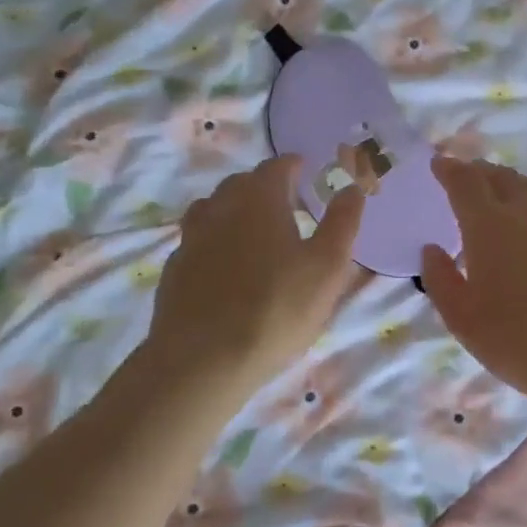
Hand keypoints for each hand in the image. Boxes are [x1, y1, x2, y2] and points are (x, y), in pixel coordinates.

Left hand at [146, 156, 366, 393]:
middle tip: (287, 204)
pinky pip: (197, 241)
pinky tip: (225, 265)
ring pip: (213, 209)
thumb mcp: (327, 268)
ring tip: (253, 230)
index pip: (276, 167)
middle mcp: (220, 208)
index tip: (304, 169)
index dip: (292, 165)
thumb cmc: (276, 309)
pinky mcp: (175, 270)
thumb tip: (352, 188)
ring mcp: (191, 238)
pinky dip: (214, 241)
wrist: (202, 360)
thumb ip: (342, 223)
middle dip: (265, 186)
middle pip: (241, 184)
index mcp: (259, 199)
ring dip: (235, 210)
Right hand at [420, 157, 526, 412]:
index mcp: (489, 226)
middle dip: (483, 173)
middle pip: (504, 178)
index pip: (465, 182)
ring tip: (515, 195)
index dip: (450, 169)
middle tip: (473, 178)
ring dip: (521, 185)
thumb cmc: (517, 340)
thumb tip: (432, 250)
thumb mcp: (462, 318)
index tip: (440, 163)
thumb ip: (441, 279)